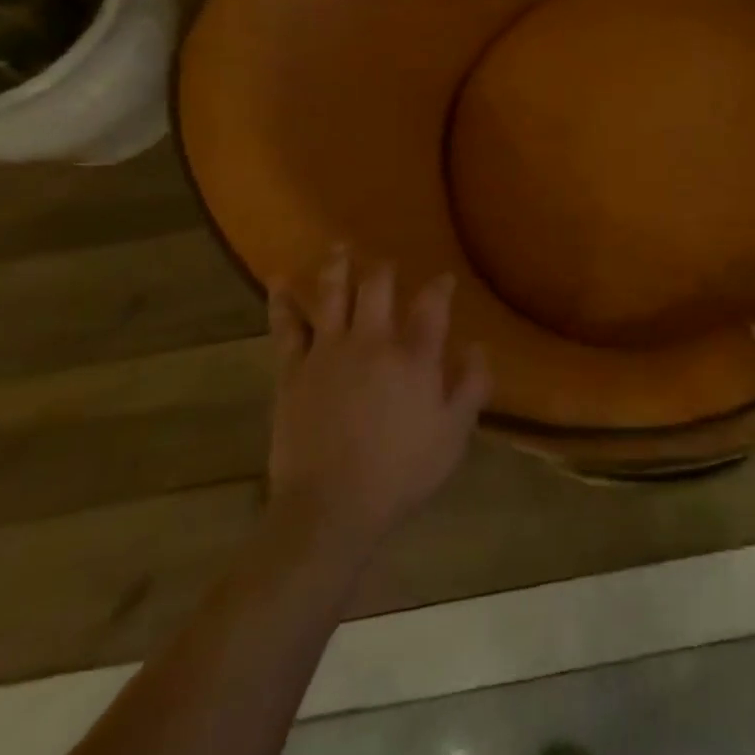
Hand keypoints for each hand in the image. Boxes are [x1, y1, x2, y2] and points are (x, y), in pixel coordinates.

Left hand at [267, 246, 488, 544]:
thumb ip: (471, 385)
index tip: (444, 279)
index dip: (440, 286)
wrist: (330, 508)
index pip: (432, 305)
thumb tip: (477, 346)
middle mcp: (372, 341)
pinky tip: (277, 281)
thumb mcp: (454, 434)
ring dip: (337, 267)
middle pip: (377, 287)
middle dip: (384, 269)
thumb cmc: (401, 473)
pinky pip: (286, 327)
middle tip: (387, 262)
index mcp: (414, 356)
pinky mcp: (293, 371)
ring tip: (338, 246)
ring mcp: (328, 353)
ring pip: (332, 295)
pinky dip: (282, 302)